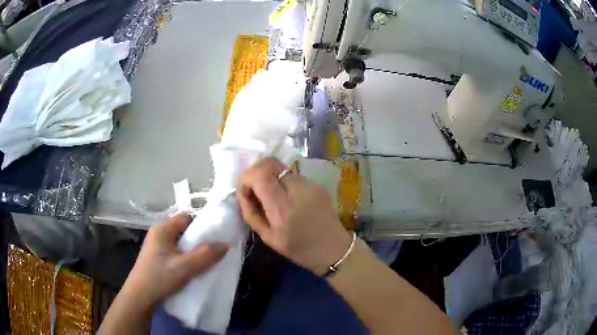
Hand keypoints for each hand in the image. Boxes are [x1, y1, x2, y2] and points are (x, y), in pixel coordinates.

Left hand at [123, 214, 228, 309]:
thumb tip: (225, 244)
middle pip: (183, 229)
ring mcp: (156, 244)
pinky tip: (190, 268)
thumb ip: (206, 255)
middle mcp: (158, 232)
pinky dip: (184, 256)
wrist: (140, 295)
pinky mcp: (156, 256)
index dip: (202, 225)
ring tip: (204, 261)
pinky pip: (174, 250)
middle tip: (212, 251)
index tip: (215, 237)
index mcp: (163, 228)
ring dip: (191, 250)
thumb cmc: (160, 277)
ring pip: (179, 242)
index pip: (186, 217)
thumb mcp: (185, 267)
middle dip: (198, 239)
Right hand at [237, 157, 351, 274]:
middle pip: (270, 163)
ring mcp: (310, 184)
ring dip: (270, 177)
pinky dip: (283, 182)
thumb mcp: (268, 238)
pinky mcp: (317, 184)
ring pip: (281, 168)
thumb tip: (242, 192)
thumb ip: (251, 213)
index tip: (245, 191)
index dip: (247, 177)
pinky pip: (293, 175)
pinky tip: (287, 199)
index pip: (260, 175)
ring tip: (272, 197)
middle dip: (256, 172)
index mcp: (283, 208)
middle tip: (255, 190)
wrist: (333, 249)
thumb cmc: (299, 249)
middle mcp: (297, 190)